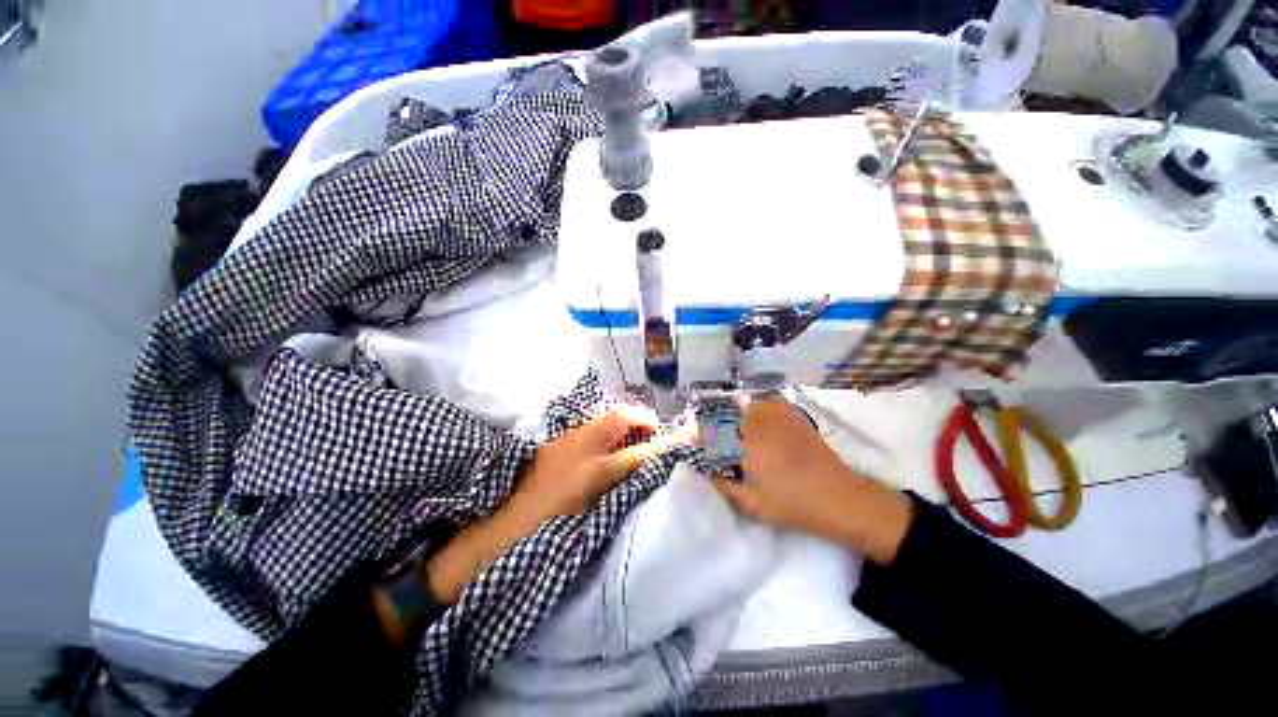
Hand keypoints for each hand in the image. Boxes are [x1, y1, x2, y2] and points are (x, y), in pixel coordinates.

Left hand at [427, 406, 693, 603]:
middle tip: (654, 433)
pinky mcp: (556, 441)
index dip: (658, 450)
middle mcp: (580, 447)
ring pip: (604, 418)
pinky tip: (609, 445)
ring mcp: (566, 440)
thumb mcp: (590, 515)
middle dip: (642, 420)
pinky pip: (590, 426)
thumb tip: (643, 472)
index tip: (676, 446)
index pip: (636, 454)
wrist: (500, 527)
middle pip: (619, 418)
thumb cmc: (547, 530)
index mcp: (591, 471)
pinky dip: (607, 429)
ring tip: (636, 437)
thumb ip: (619, 489)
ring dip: (624, 422)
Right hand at [713, 397, 912, 564]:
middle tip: (721, 423)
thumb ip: (726, 488)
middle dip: (728, 413)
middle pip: (740, 408)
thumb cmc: (792, 504)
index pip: (722, 427)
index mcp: (749, 444)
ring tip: (739, 411)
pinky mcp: (799, 421)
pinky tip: (765, 408)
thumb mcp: (753, 504)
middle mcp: (763, 425)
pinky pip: (778, 402)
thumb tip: (708, 477)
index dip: (710, 428)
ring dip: (747, 404)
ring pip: (759, 401)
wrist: (839, 499)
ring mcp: (783, 420)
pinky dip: (768, 401)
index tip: (703, 432)